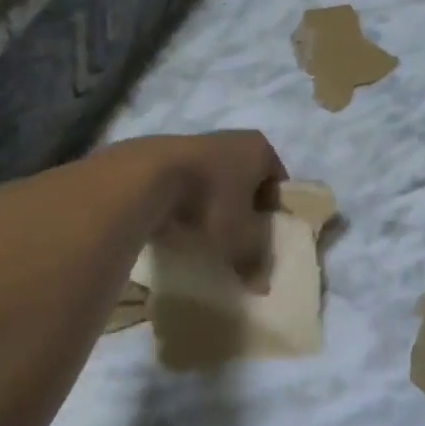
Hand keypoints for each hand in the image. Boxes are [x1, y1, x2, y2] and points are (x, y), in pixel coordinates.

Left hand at [140, 130, 286, 285]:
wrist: (147, 178)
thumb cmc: (212, 200)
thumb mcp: (242, 238)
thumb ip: (255, 259)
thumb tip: (261, 286)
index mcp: (260, 149)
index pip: (277, 184)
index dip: (272, 213)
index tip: (262, 237)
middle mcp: (233, 139)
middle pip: (246, 182)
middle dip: (243, 210)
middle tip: (238, 239)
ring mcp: (197, 143)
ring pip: (216, 182)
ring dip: (214, 206)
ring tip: (206, 236)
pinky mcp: (165, 155)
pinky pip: (187, 184)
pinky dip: (188, 203)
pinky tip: (180, 226)